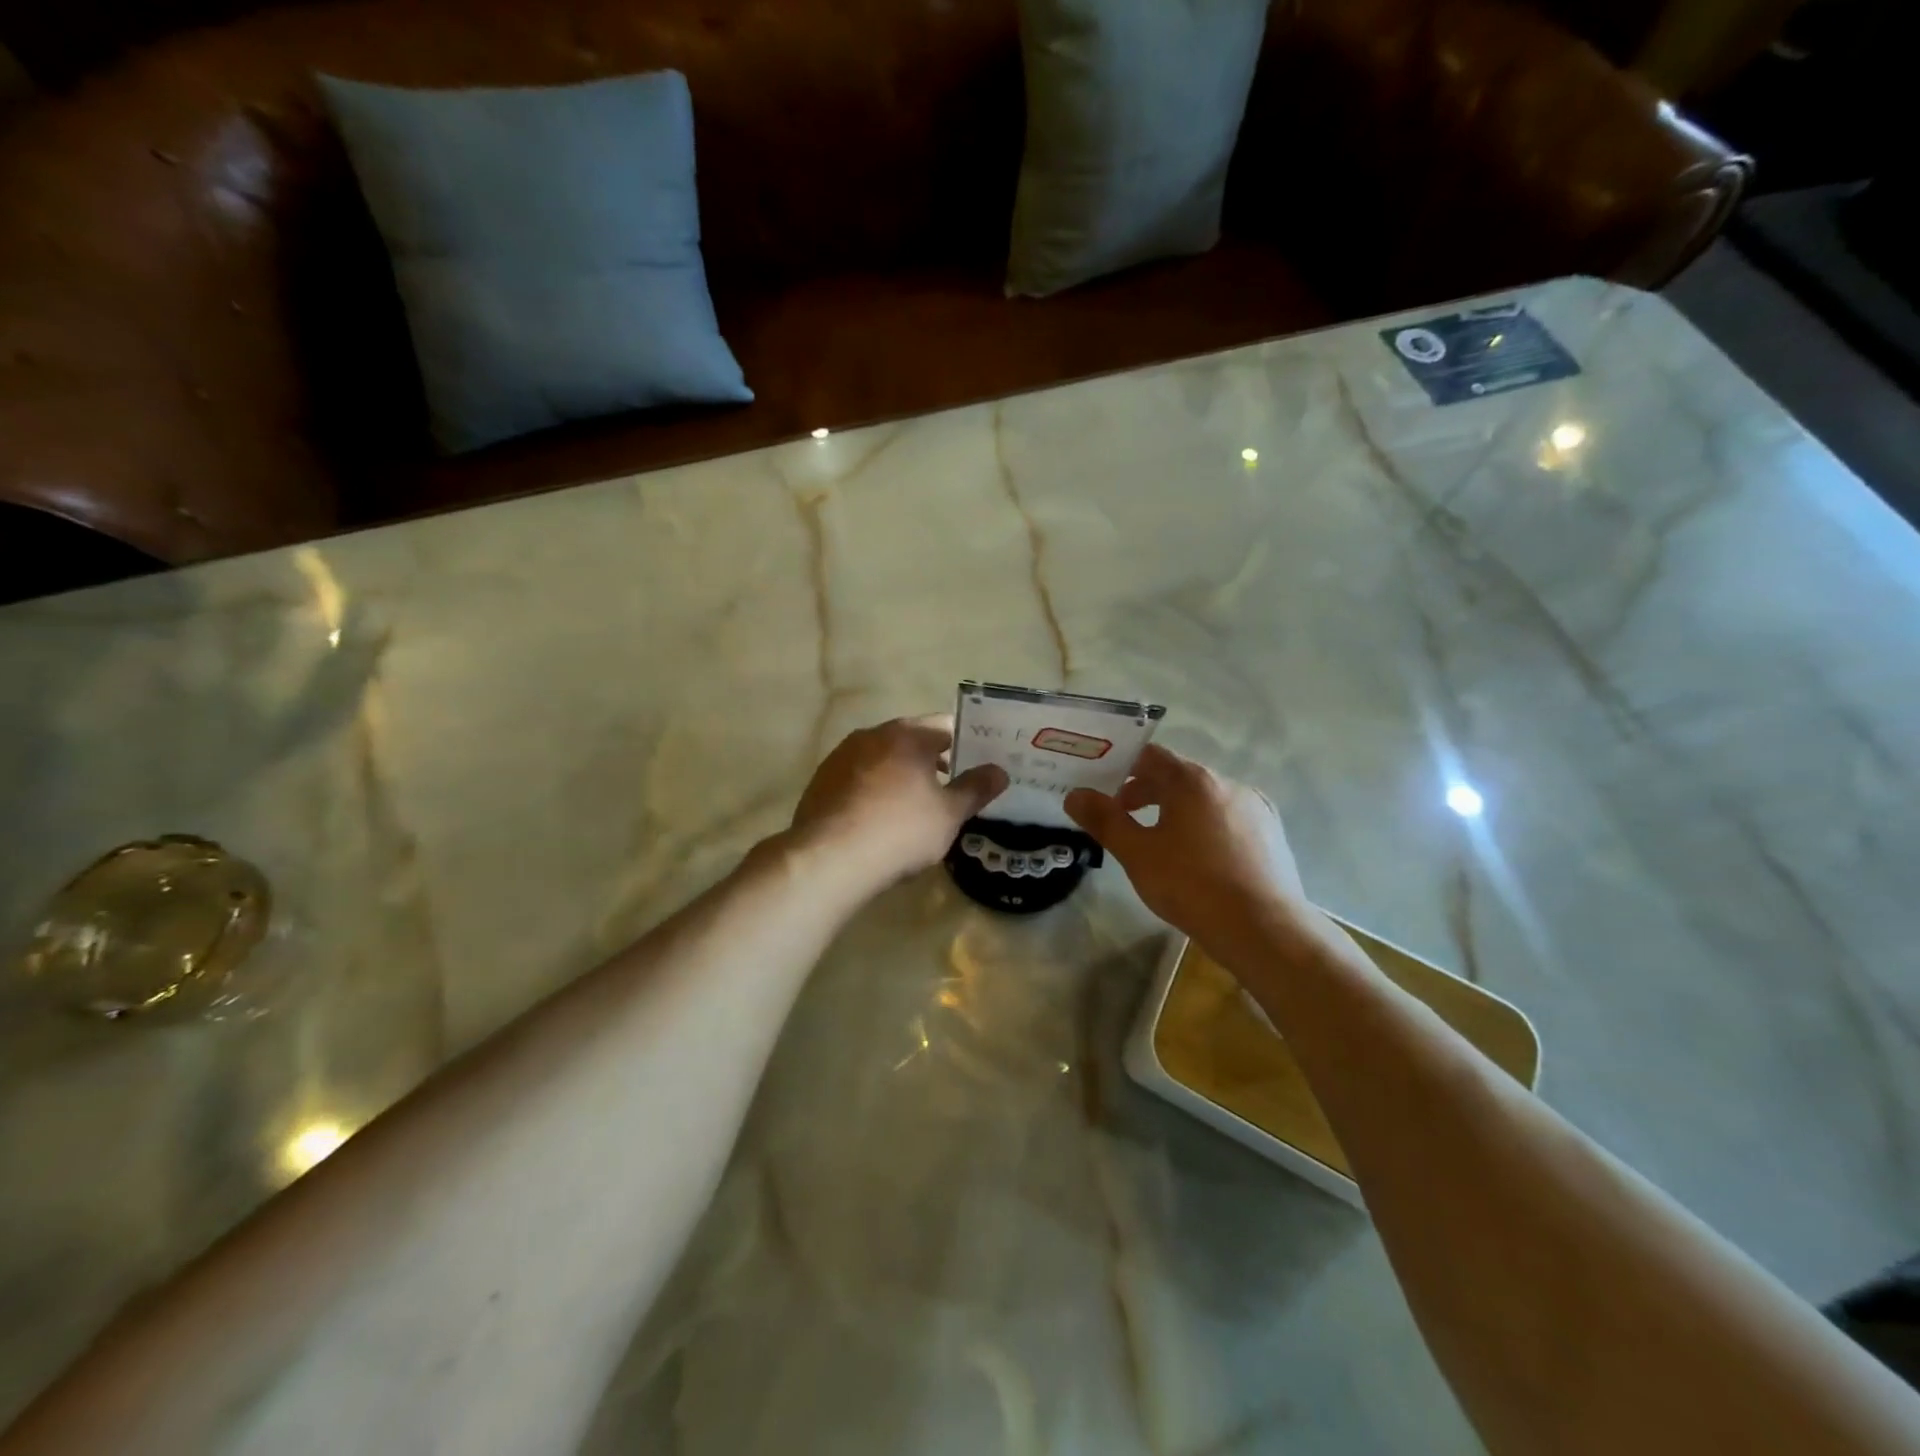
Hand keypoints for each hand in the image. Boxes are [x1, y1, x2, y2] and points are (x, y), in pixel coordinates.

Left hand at [789, 716, 1007, 889]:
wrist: (829, 859)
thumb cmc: (900, 831)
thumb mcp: (949, 815)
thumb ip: (976, 789)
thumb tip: (999, 771)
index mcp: (908, 735)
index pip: (945, 726)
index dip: (964, 743)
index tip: (976, 762)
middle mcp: (872, 735)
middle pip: (910, 739)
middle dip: (931, 757)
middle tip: (951, 782)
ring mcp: (841, 756)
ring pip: (881, 757)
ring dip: (900, 772)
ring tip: (915, 801)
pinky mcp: (820, 781)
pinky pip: (857, 776)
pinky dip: (873, 787)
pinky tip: (879, 815)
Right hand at [1065, 744, 1308, 942]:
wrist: (1264, 929)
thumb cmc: (1192, 886)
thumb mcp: (1137, 854)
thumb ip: (1104, 820)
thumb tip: (1075, 795)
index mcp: (1193, 781)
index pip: (1150, 756)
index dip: (1122, 766)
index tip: (1102, 787)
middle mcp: (1227, 784)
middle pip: (1178, 776)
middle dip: (1146, 792)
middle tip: (1121, 817)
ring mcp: (1255, 808)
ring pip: (1205, 798)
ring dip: (1176, 810)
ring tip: (1159, 842)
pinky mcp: (1272, 834)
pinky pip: (1229, 819)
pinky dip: (1206, 827)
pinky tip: (1200, 859)